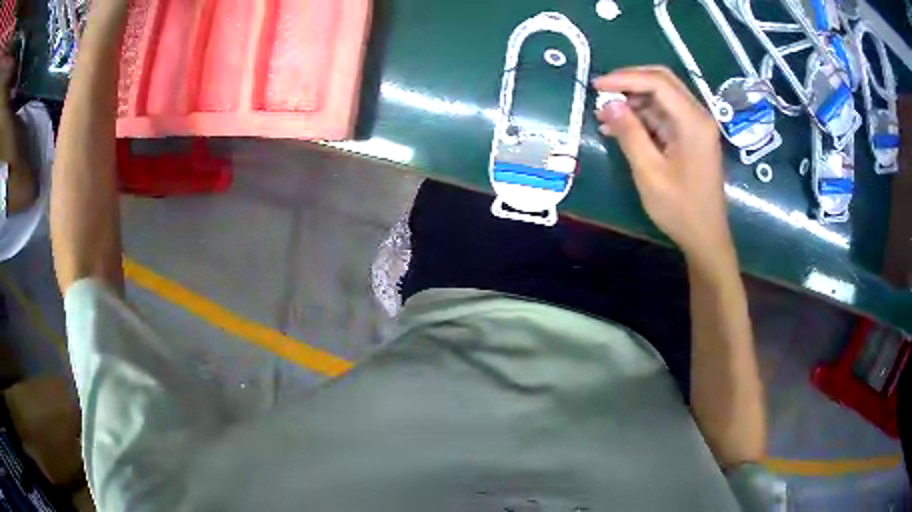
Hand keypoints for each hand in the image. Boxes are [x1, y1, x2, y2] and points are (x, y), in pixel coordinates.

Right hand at [593, 67, 732, 261]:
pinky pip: (665, 115)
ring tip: (605, 114)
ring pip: (662, 97)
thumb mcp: (649, 172)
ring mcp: (696, 126)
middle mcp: (698, 116)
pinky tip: (620, 127)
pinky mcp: (691, 137)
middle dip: (630, 82)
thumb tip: (608, 103)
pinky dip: (642, 116)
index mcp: (693, 122)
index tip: (596, 86)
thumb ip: (629, 133)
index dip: (625, 78)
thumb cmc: (680, 209)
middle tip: (601, 91)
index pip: (657, 82)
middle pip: (662, 82)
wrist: (705, 237)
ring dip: (634, 100)